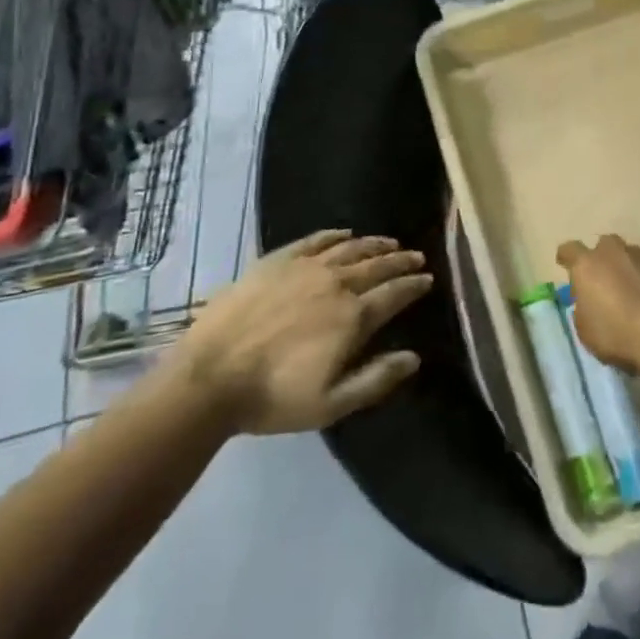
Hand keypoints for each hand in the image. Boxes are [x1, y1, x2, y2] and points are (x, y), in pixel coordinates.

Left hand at [179, 230, 432, 434]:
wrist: (211, 375)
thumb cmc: (274, 397)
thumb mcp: (331, 404)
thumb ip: (376, 379)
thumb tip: (414, 357)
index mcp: (352, 317)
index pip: (394, 294)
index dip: (414, 285)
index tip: (428, 278)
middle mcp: (336, 283)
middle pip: (377, 265)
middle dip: (400, 260)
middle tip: (416, 256)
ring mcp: (306, 267)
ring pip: (350, 248)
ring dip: (374, 244)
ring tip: (389, 241)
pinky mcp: (278, 260)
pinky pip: (315, 240)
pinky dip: (335, 235)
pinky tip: (344, 233)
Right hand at [555, 234, 639, 375]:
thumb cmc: (617, 334)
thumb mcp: (586, 331)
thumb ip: (583, 310)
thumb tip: (589, 304)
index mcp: (588, 264)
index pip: (569, 249)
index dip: (567, 258)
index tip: (565, 265)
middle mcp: (615, 252)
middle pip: (604, 246)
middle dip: (603, 260)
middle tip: (604, 282)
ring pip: (632, 257)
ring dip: (630, 270)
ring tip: (634, 296)